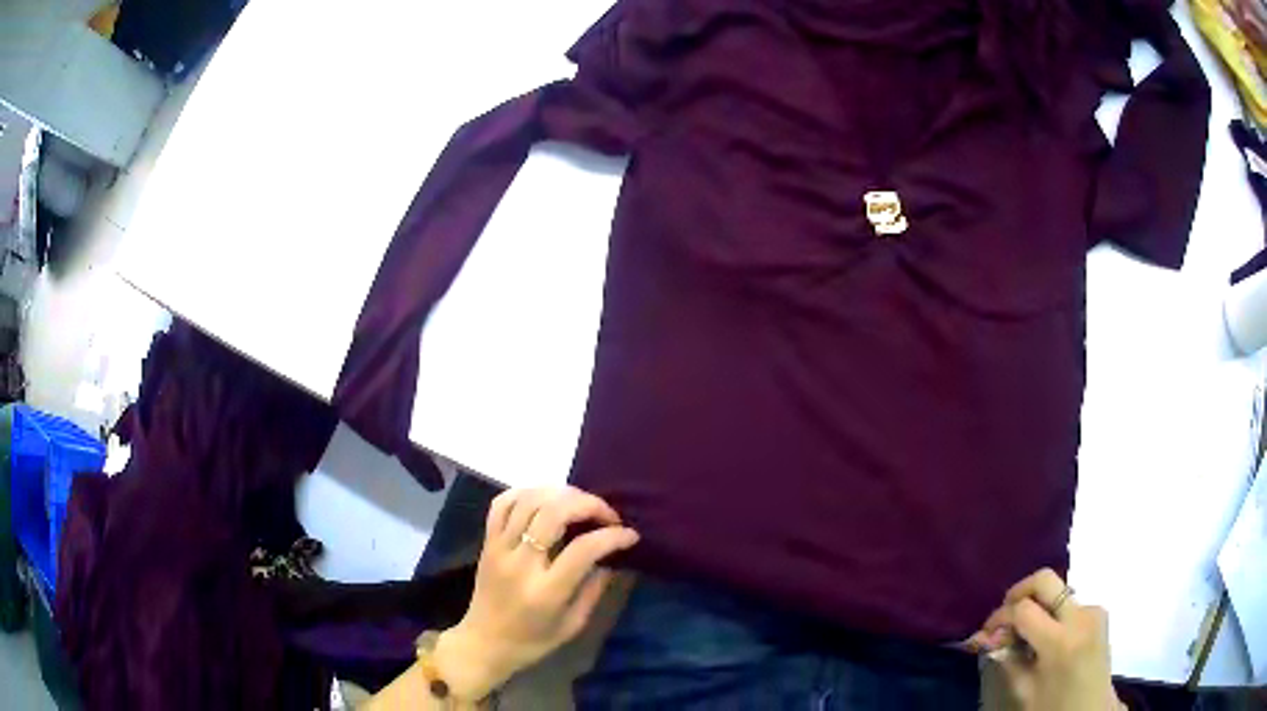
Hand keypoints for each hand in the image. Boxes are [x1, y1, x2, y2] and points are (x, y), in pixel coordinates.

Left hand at [434, 486, 639, 699]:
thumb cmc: (532, 641)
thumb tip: (610, 558)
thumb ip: (593, 590)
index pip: (583, 549)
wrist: (483, 643)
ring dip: (560, 493)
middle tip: (607, 514)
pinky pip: (501, 504)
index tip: (630, 535)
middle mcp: (521, 564)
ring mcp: (499, 548)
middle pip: (554, 513)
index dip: (612, 536)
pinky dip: (525, 492)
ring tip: (580, 503)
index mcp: (546, 591)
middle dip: (588, 504)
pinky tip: (545, 498)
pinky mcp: (487, 542)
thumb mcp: (572, 625)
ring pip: (528, 501)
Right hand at [970, 569, 1123, 710]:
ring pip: (1058, 591)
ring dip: (1038, 605)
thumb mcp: (1025, 690)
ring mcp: (1093, 610)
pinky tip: (1047, 636)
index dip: (1000, 616)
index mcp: (1060, 642)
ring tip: (1025, 632)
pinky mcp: (1099, 612)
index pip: (1024, 610)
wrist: (1092, 709)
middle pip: (1045, 580)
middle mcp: (1080, 617)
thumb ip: (1008, 660)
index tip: (987, 631)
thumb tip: (988, 639)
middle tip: (1005, 613)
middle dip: (1019, 591)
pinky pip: (1070, 603)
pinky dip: (1053, 614)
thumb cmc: (1054, 707)